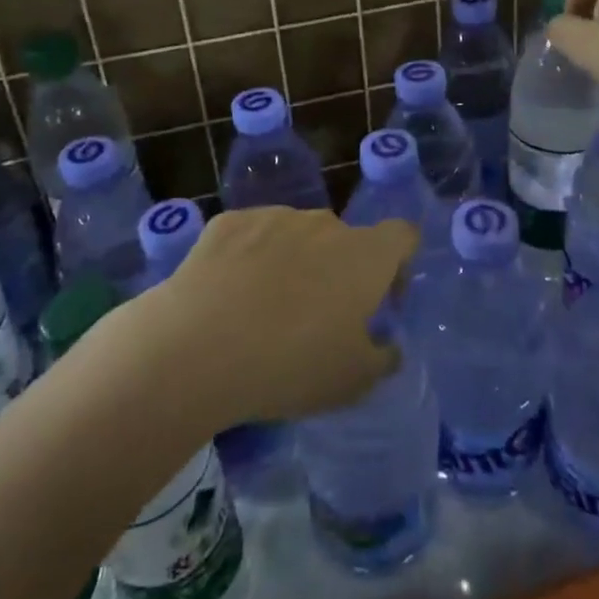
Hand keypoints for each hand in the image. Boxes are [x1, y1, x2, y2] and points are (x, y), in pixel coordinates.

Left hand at [143, 207, 415, 425]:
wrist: (196, 349)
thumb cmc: (290, 365)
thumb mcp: (353, 381)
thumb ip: (382, 358)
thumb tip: (387, 346)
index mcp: (364, 255)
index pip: (402, 236)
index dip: (398, 266)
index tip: (380, 301)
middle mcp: (324, 223)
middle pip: (344, 239)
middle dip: (338, 271)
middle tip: (315, 318)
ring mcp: (274, 217)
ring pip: (296, 235)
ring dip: (294, 262)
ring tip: (264, 310)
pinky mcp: (228, 222)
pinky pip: (252, 235)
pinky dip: (250, 257)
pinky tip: (228, 295)